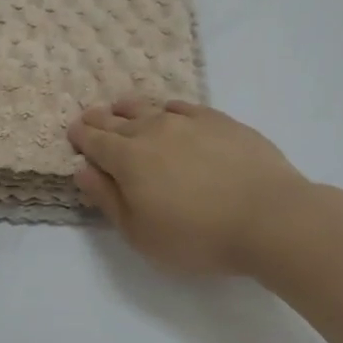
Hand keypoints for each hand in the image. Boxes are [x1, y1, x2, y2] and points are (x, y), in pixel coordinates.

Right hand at [68, 98, 310, 274]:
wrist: (269, 217)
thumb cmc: (198, 236)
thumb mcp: (140, 233)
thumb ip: (107, 199)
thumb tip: (82, 170)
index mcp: (128, 159)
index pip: (95, 141)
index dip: (80, 136)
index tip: (73, 132)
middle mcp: (152, 130)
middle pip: (117, 120)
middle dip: (99, 119)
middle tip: (90, 118)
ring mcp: (188, 121)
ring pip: (148, 107)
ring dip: (129, 108)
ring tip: (121, 107)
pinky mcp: (219, 120)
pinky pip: (183, 106)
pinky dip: (167, 108)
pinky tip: (168, 111)